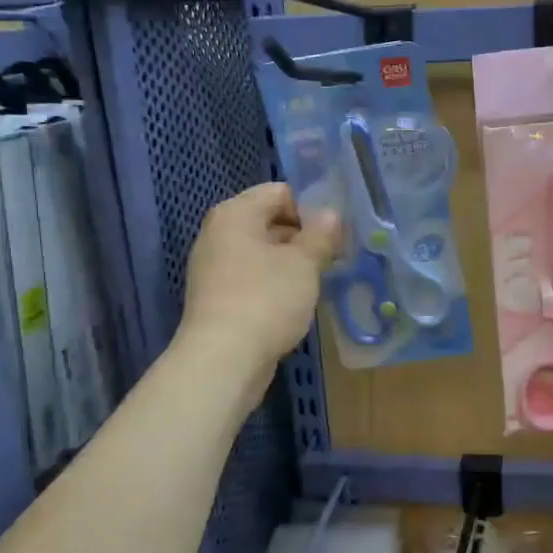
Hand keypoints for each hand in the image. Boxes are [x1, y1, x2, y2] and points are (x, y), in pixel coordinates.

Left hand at [180, 183, 340, 374]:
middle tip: (335, 254)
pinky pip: (253, 279)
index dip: (311, 206)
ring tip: (321, 278)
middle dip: (303, 236)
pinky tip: (297, 301)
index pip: (279, 192)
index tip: (337, 229)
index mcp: (235, 214)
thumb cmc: (266, 299)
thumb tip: (331, 214)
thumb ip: (320, 235)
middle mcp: (219, 235)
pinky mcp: (218, 299)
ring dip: (291, 262)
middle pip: (268, 221)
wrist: (224, 360)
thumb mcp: (303, 264)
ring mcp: (215, 268)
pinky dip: (275, 284)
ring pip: (262, 253)